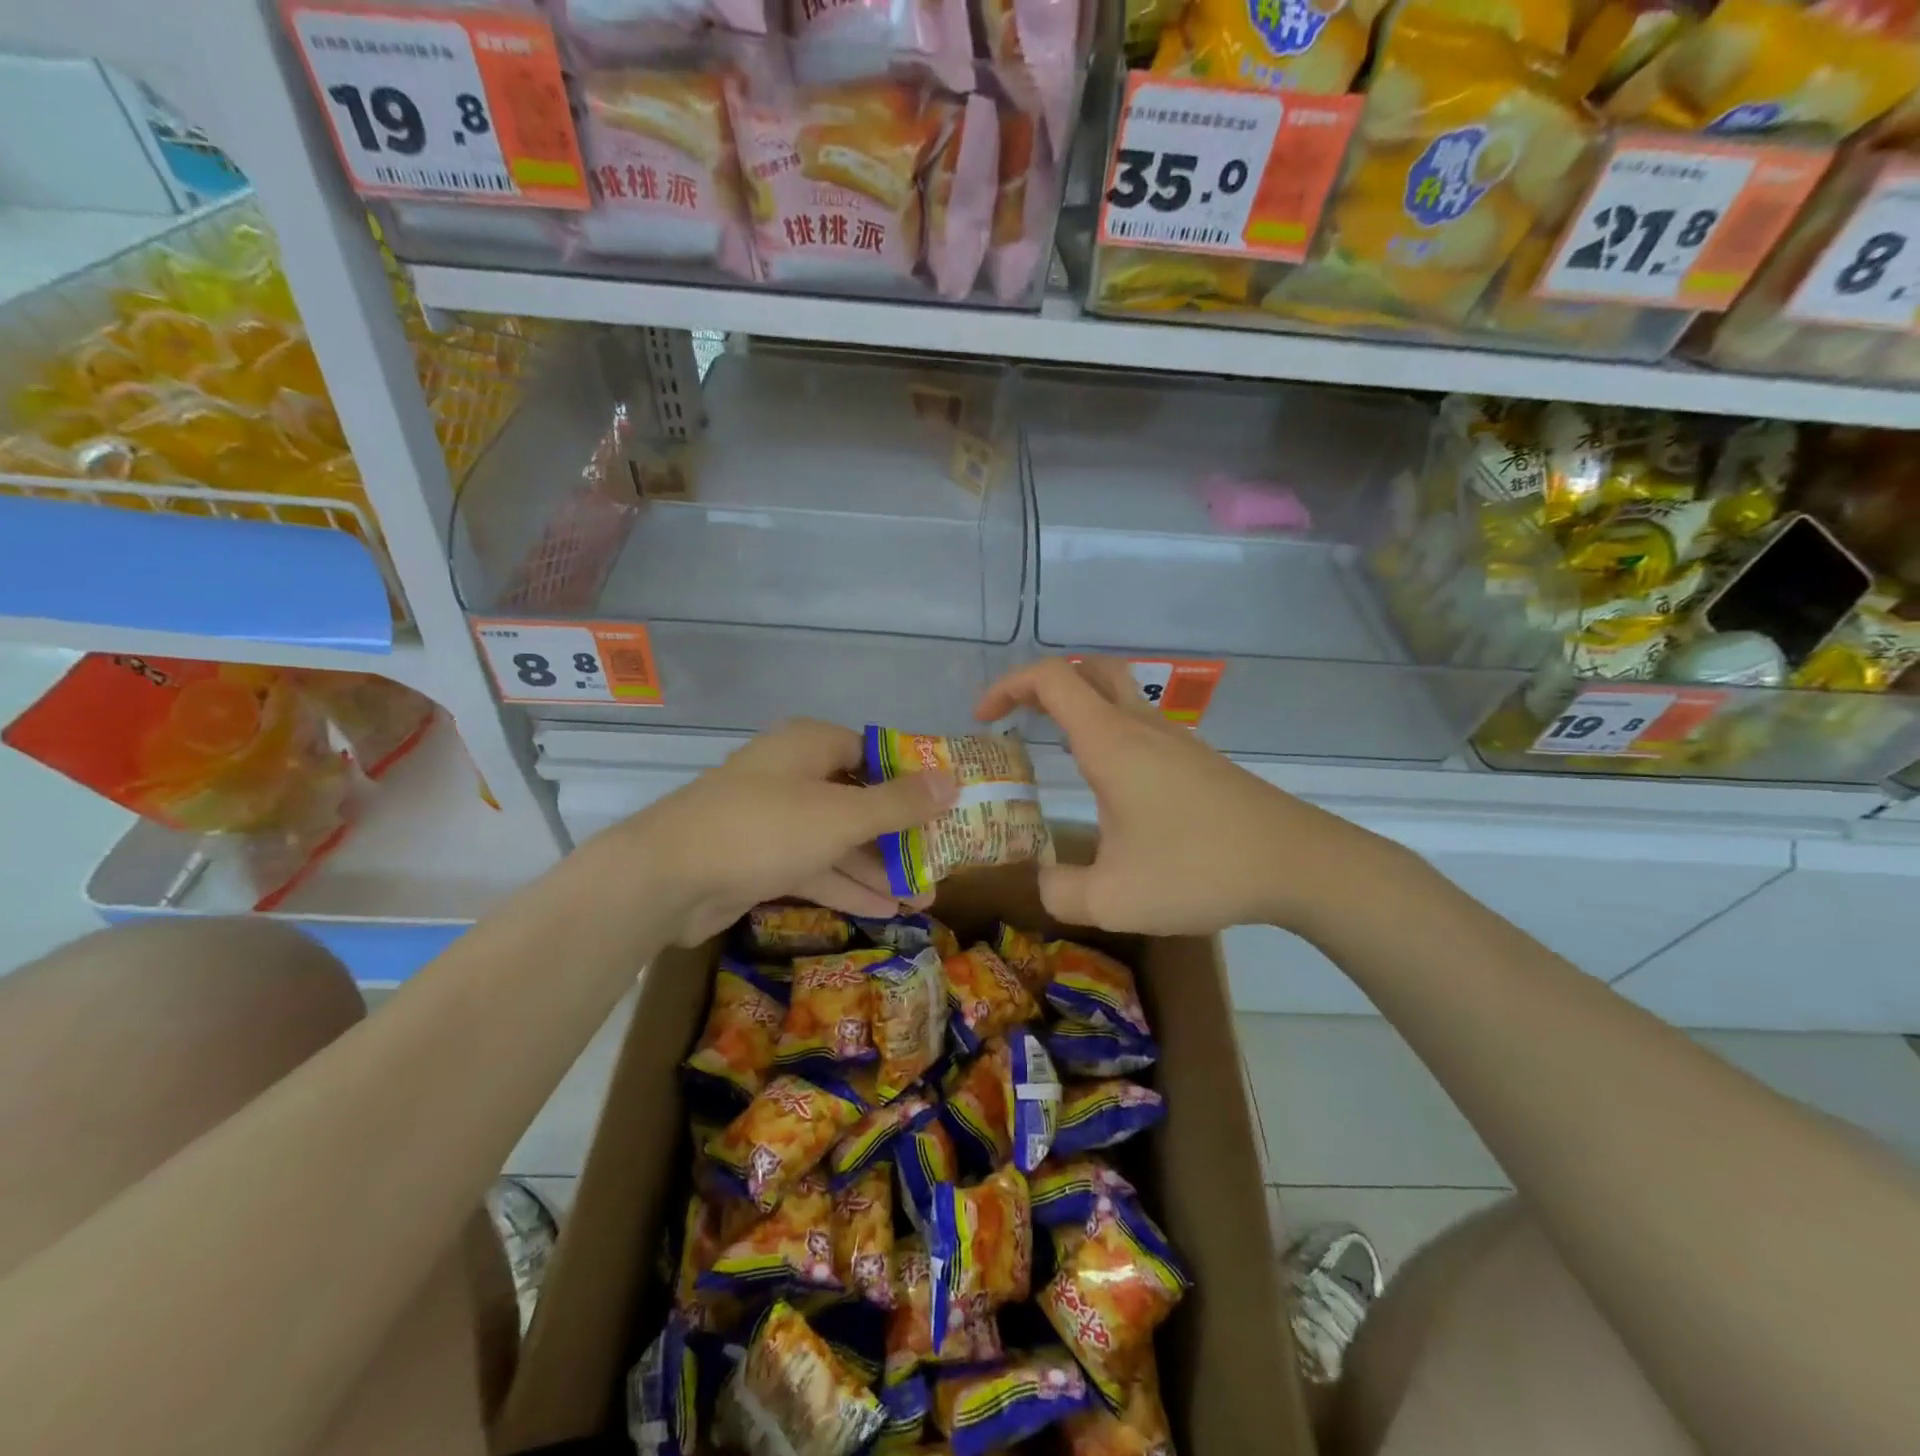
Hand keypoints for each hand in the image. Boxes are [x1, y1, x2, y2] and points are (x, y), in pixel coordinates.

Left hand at [627, 718, 957, 945]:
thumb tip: (953, 780)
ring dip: (877, 868)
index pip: (874, 753)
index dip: (913, 779)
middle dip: (899, 836)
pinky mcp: (761, 859)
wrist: (667, 878)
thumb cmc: (764, 828)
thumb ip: (899, 802)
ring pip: (838, 839)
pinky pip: (815, 867)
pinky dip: (847, 886)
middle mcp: (794, 775)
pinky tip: (886, 911)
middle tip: (940, 862)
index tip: (947, 807)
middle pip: (859, 800)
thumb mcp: (843, 815)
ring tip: (924, 897)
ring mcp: (775, 819)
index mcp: (811, 746)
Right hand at [976, 658, 1379, 934]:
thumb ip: (1061, 892)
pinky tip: (1108, 781)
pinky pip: (1140, 722)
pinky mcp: (1196, 759)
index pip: (1051, 679)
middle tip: (1016, 716)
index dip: (1008, 686)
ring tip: (1052, 747)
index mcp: (1111, 742)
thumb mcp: (1113, 899)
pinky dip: (1107, 729)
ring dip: (1078, 704)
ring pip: (1118, 692)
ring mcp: (1174, 738)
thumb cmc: (1199, 869)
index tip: (984, 718)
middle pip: (1087, 669)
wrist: (1296, 863)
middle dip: (1043, 682)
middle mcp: (1141, 726)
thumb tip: (1044, 880)